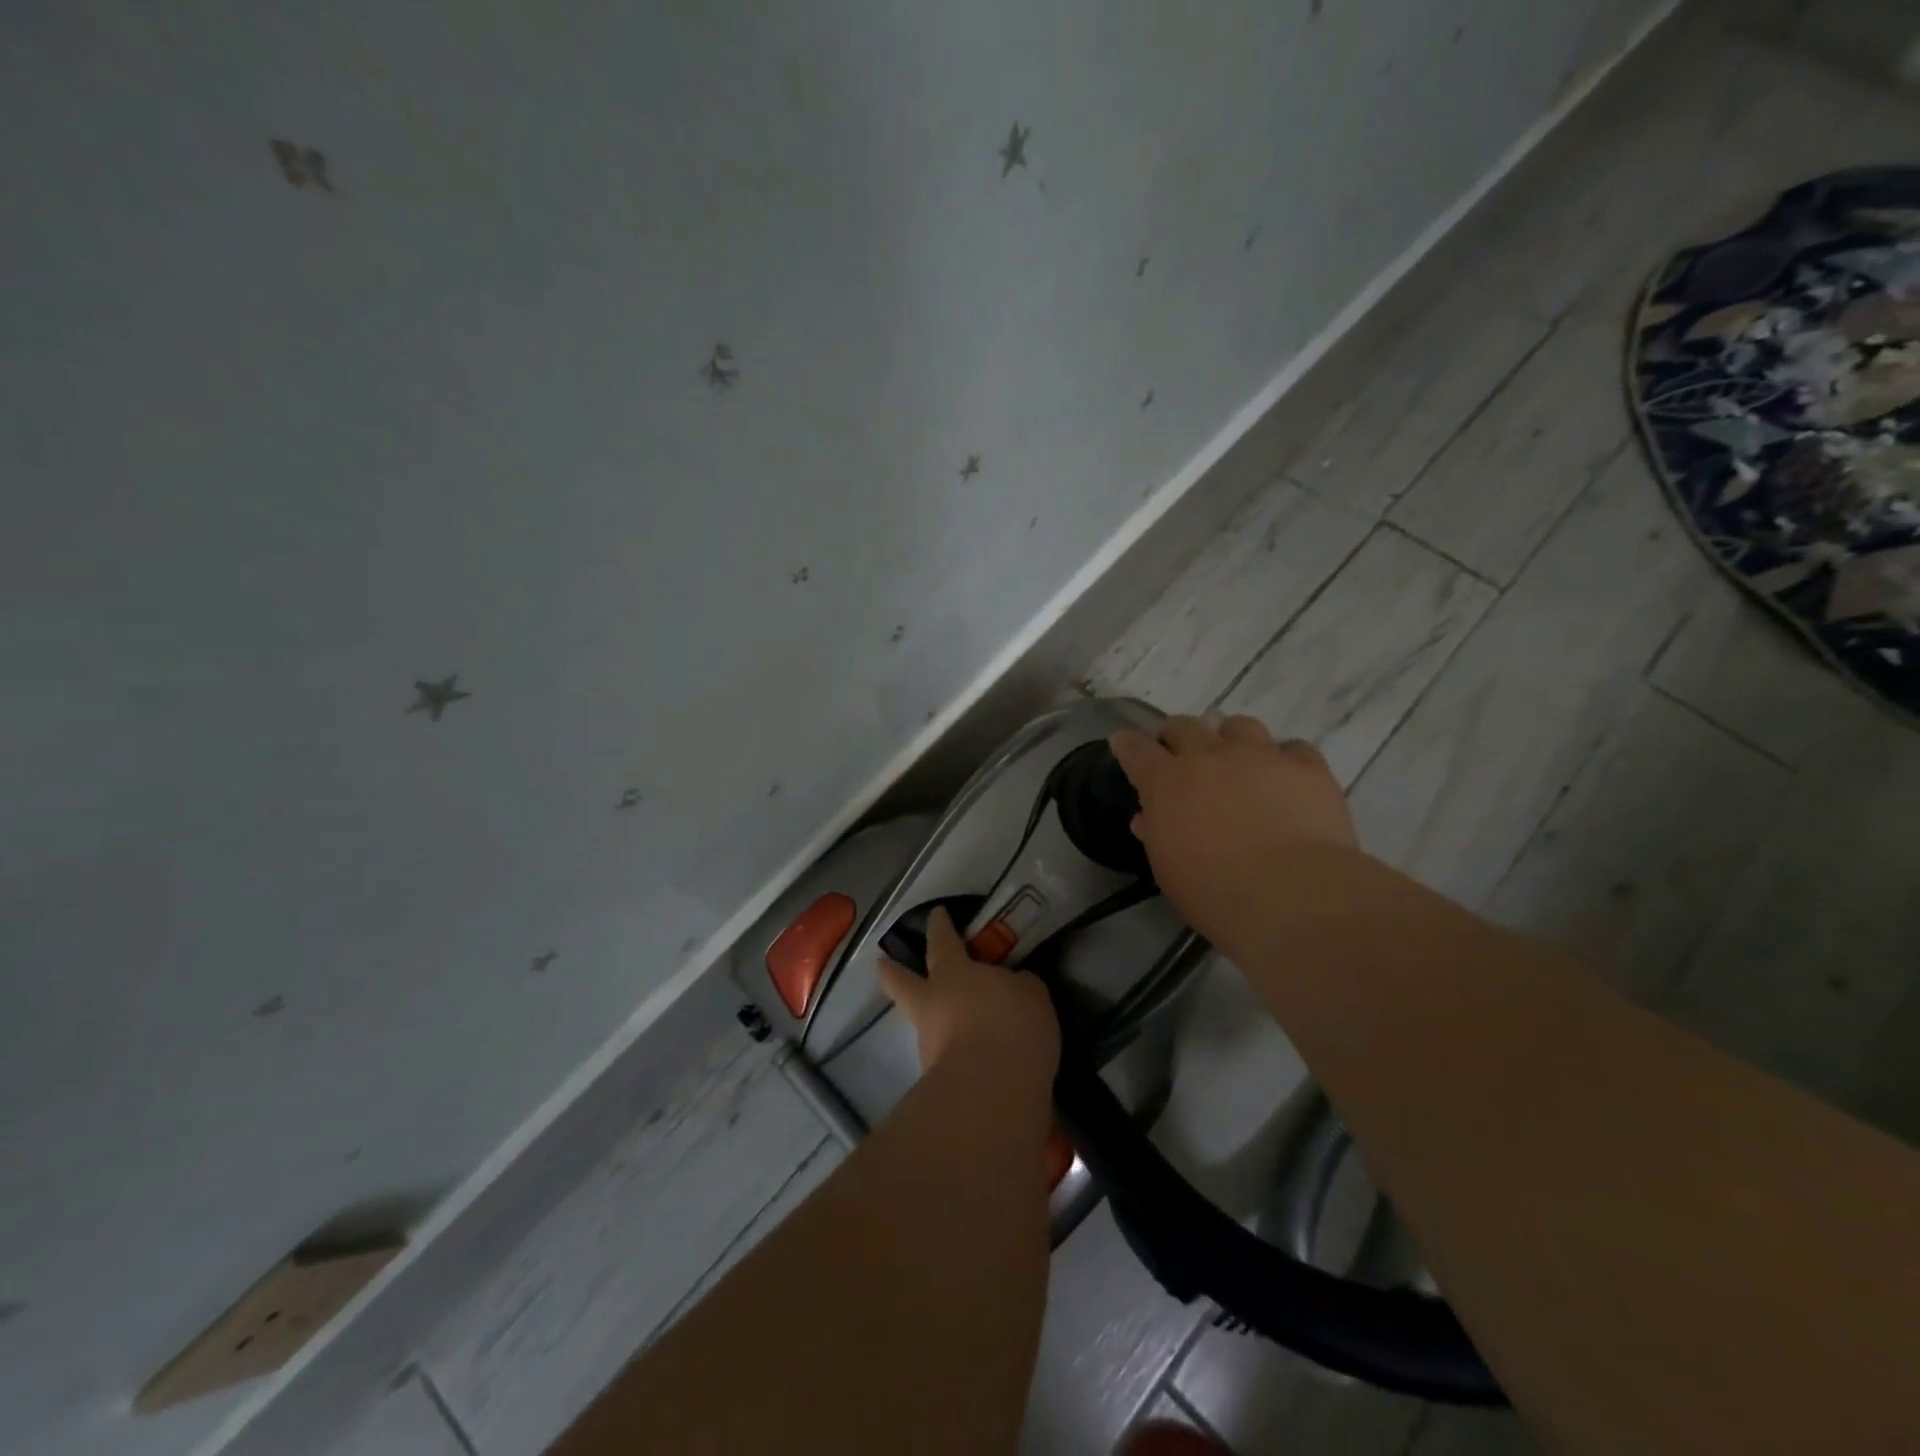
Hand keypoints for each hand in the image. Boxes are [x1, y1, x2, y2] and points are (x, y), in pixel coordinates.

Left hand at [877, 907, 1060, 1079]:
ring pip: (927, 1026)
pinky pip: (948, 1061)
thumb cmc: (1011, 1025)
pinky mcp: (936, 1085)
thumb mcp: (1029, 994)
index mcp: (952, 973)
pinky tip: (982, 1065)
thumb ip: (1016, 986)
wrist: (991, 1094)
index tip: (936, 914)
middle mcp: (932, 1006)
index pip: (943, 940)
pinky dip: (959, 1059)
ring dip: (937, 1025)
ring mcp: (929, 1047)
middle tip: (882, 963)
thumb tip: (1010, 989)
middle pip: (903, 983)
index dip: (940, 925)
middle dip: (892, 972)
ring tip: (965, 1030)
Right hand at [1109, 715, 1359, 938]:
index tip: (1124, 743)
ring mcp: (1261, 756)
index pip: (1136, 749)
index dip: (1127, 744)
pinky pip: (1293, 748)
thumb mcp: (1168, 868)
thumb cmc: (1214, 892)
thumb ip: (1157, 834)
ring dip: (1231, 739)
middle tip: (1182, 756)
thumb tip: (1148, 819)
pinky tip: (1287, 779)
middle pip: (1185, 725)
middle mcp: (1210, 756)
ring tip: (1238, 760)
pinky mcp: (1307, 767)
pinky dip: (1285, 759)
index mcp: (1167, 782)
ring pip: (1240, 726)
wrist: (1291, 896)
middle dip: (1178, 736)